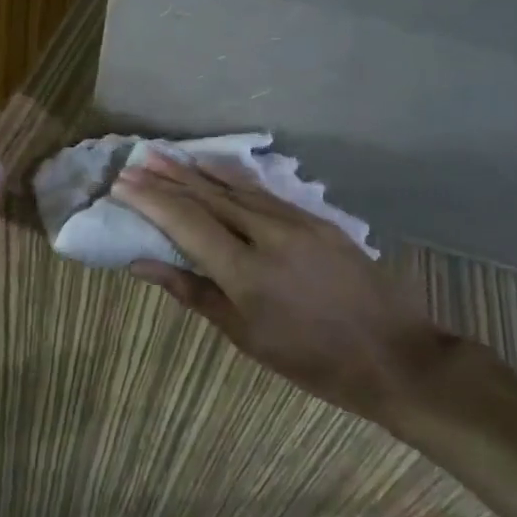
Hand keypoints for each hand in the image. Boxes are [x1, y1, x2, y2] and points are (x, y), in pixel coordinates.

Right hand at [111, 154, 460, 422]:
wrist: (395, 356)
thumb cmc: (311, 361)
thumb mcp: (246, 336)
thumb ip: (193, 293)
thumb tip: (143, 264)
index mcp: (245, 272)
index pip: (187, 223)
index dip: (151, 201)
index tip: (121, 184)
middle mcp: (268, 235)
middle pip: (208, 197)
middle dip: (167, 177)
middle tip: (134, 161)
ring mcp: (297, 222)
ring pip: (236, 188)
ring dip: (196, 171)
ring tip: (164, 156)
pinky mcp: (317, 220)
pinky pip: (264, 193)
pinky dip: (232, 178)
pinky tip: (215, 167)